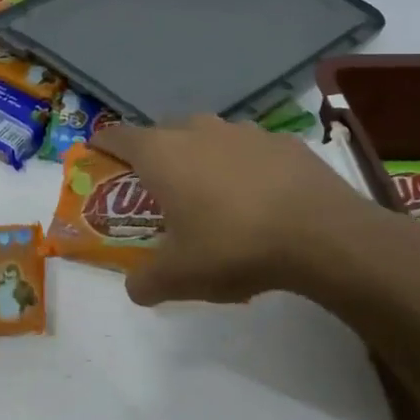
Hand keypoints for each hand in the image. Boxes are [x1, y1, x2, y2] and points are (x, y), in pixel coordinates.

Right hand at [91, 115, 419, 306]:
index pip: (119, 136)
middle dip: (157, 154)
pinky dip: (245, 166)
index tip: (98, 151)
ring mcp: (243, 131)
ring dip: (203, 157)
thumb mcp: (180, 277)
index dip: (104, 143)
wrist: (321, 234)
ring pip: (210, 137)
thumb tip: (135, 288)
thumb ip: (147, 282)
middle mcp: (198, 131)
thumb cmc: (233, 247)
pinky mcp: (283, 141)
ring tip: (213, 193)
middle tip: (160, 187)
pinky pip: (251, 149)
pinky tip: (260, 197)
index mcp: (163, 154)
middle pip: (165, 132)